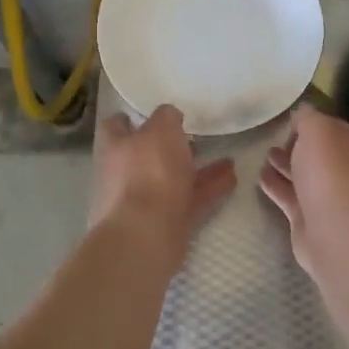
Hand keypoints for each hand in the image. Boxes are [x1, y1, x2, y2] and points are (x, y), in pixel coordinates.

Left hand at [90, 105, 235, 261]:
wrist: (146, 235)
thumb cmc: (148, 172)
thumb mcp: (161, 129)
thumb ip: (166, 117)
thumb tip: (169, 115)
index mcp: (115, 148)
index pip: (115, 126)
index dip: (131, 119)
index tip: (153, 114)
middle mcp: (125, 174)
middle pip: (147, 155)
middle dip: (170, 148)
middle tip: (195, 136)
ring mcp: (145, 201)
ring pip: (173, 179)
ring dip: (198, 169)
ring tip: (227, 159)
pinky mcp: (166, 223)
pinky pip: (191, 200)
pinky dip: (210, 189)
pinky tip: (232, 179)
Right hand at [258, 106, 348, 276]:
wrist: (335, 230)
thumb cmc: (329, 172)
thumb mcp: (317, 130)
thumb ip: (307, 117)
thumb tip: (302, 112)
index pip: (331, 127)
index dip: (310, 123)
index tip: (287, 122)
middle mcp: (346, 169)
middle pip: (317, 153)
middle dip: (296, 146)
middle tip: (272, 140)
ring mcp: (330, 196)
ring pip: (303, 175)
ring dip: (284, 165)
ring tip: (263, 156)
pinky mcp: (311, 218)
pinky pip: (290, 196)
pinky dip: (276, 186)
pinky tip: (259, 178)